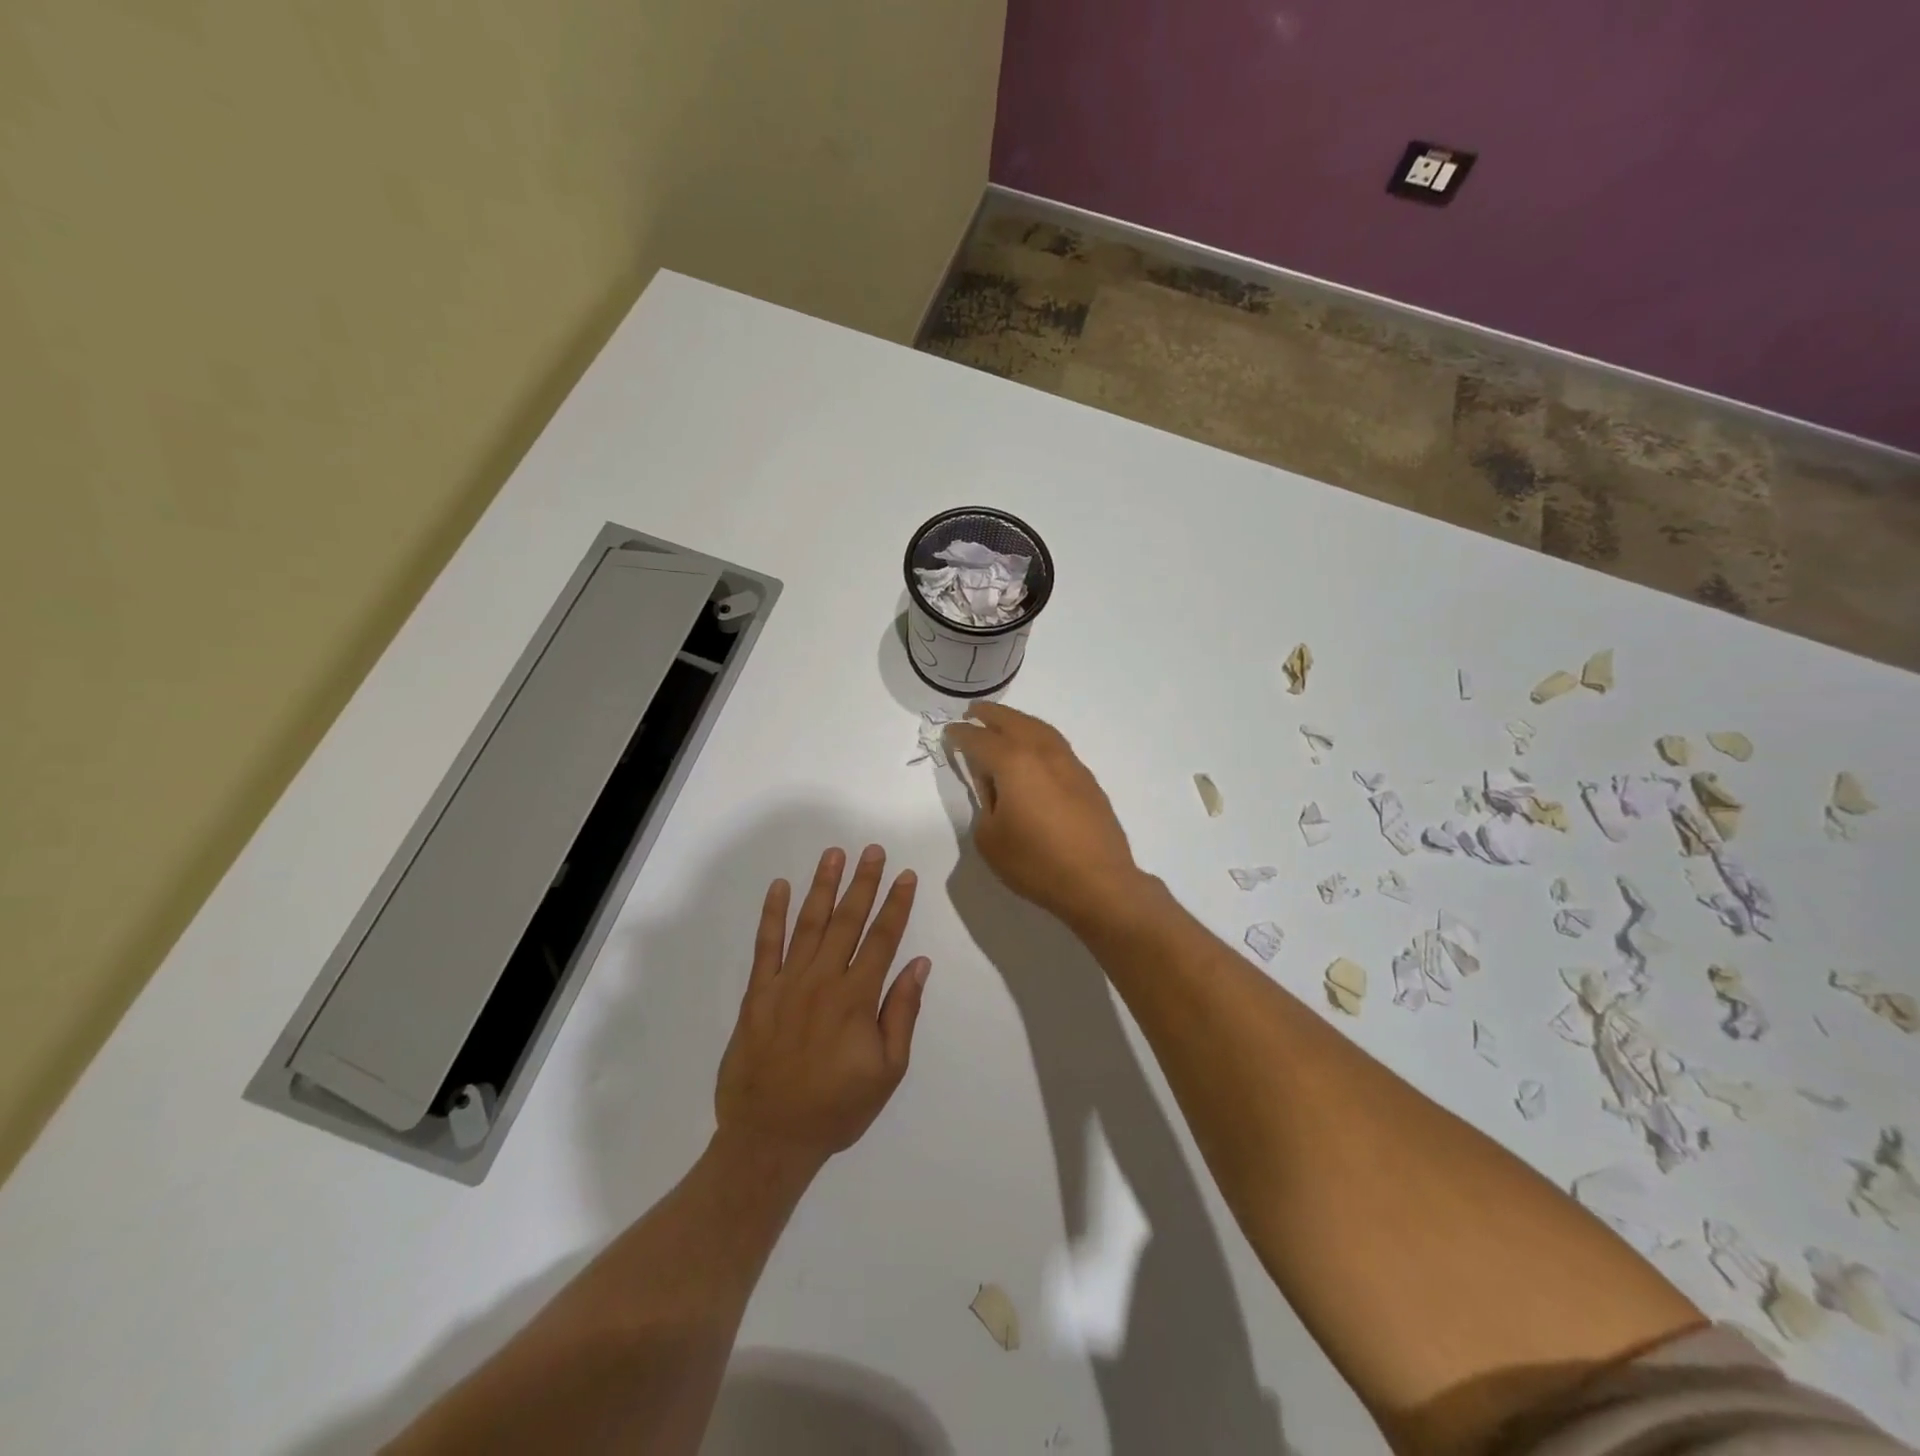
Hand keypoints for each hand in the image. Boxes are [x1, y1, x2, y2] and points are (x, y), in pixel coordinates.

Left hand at [715, 846, 929, 1174]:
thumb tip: (918, 964)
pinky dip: (772, 914)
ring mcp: (787, 983)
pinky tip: (779, 887)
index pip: (882, 939)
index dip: (896, 904)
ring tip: (834, 855)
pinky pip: (766, 945)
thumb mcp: (887, 1070)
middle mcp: (823, 980)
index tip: (905, 875)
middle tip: (872, 850)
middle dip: (863, 882)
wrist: (770, 1139)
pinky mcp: (758, 993)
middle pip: (847, 920)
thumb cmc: (837, 1107)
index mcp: (857, 998)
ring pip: (809, 923)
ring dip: (823, 887)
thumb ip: (902, 1013)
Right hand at [944, 703, 1144, 928]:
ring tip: (1003, 724)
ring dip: (1018, 722)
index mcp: (1014, 763)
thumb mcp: (990, 839)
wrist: (1098, 882)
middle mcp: (1043, 753)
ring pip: (1039, 729)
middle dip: (991, 716)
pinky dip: (1038, 738)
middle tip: (974, 712)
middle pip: (1013, 722)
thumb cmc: (1036, 863)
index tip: (949, 732)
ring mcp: (1070, 764)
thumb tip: (995, 790)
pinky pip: (1055, 745)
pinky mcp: (1086, 780)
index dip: (960, 735)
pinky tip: (1033, 751)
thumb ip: (985, 805)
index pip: (979, 740)